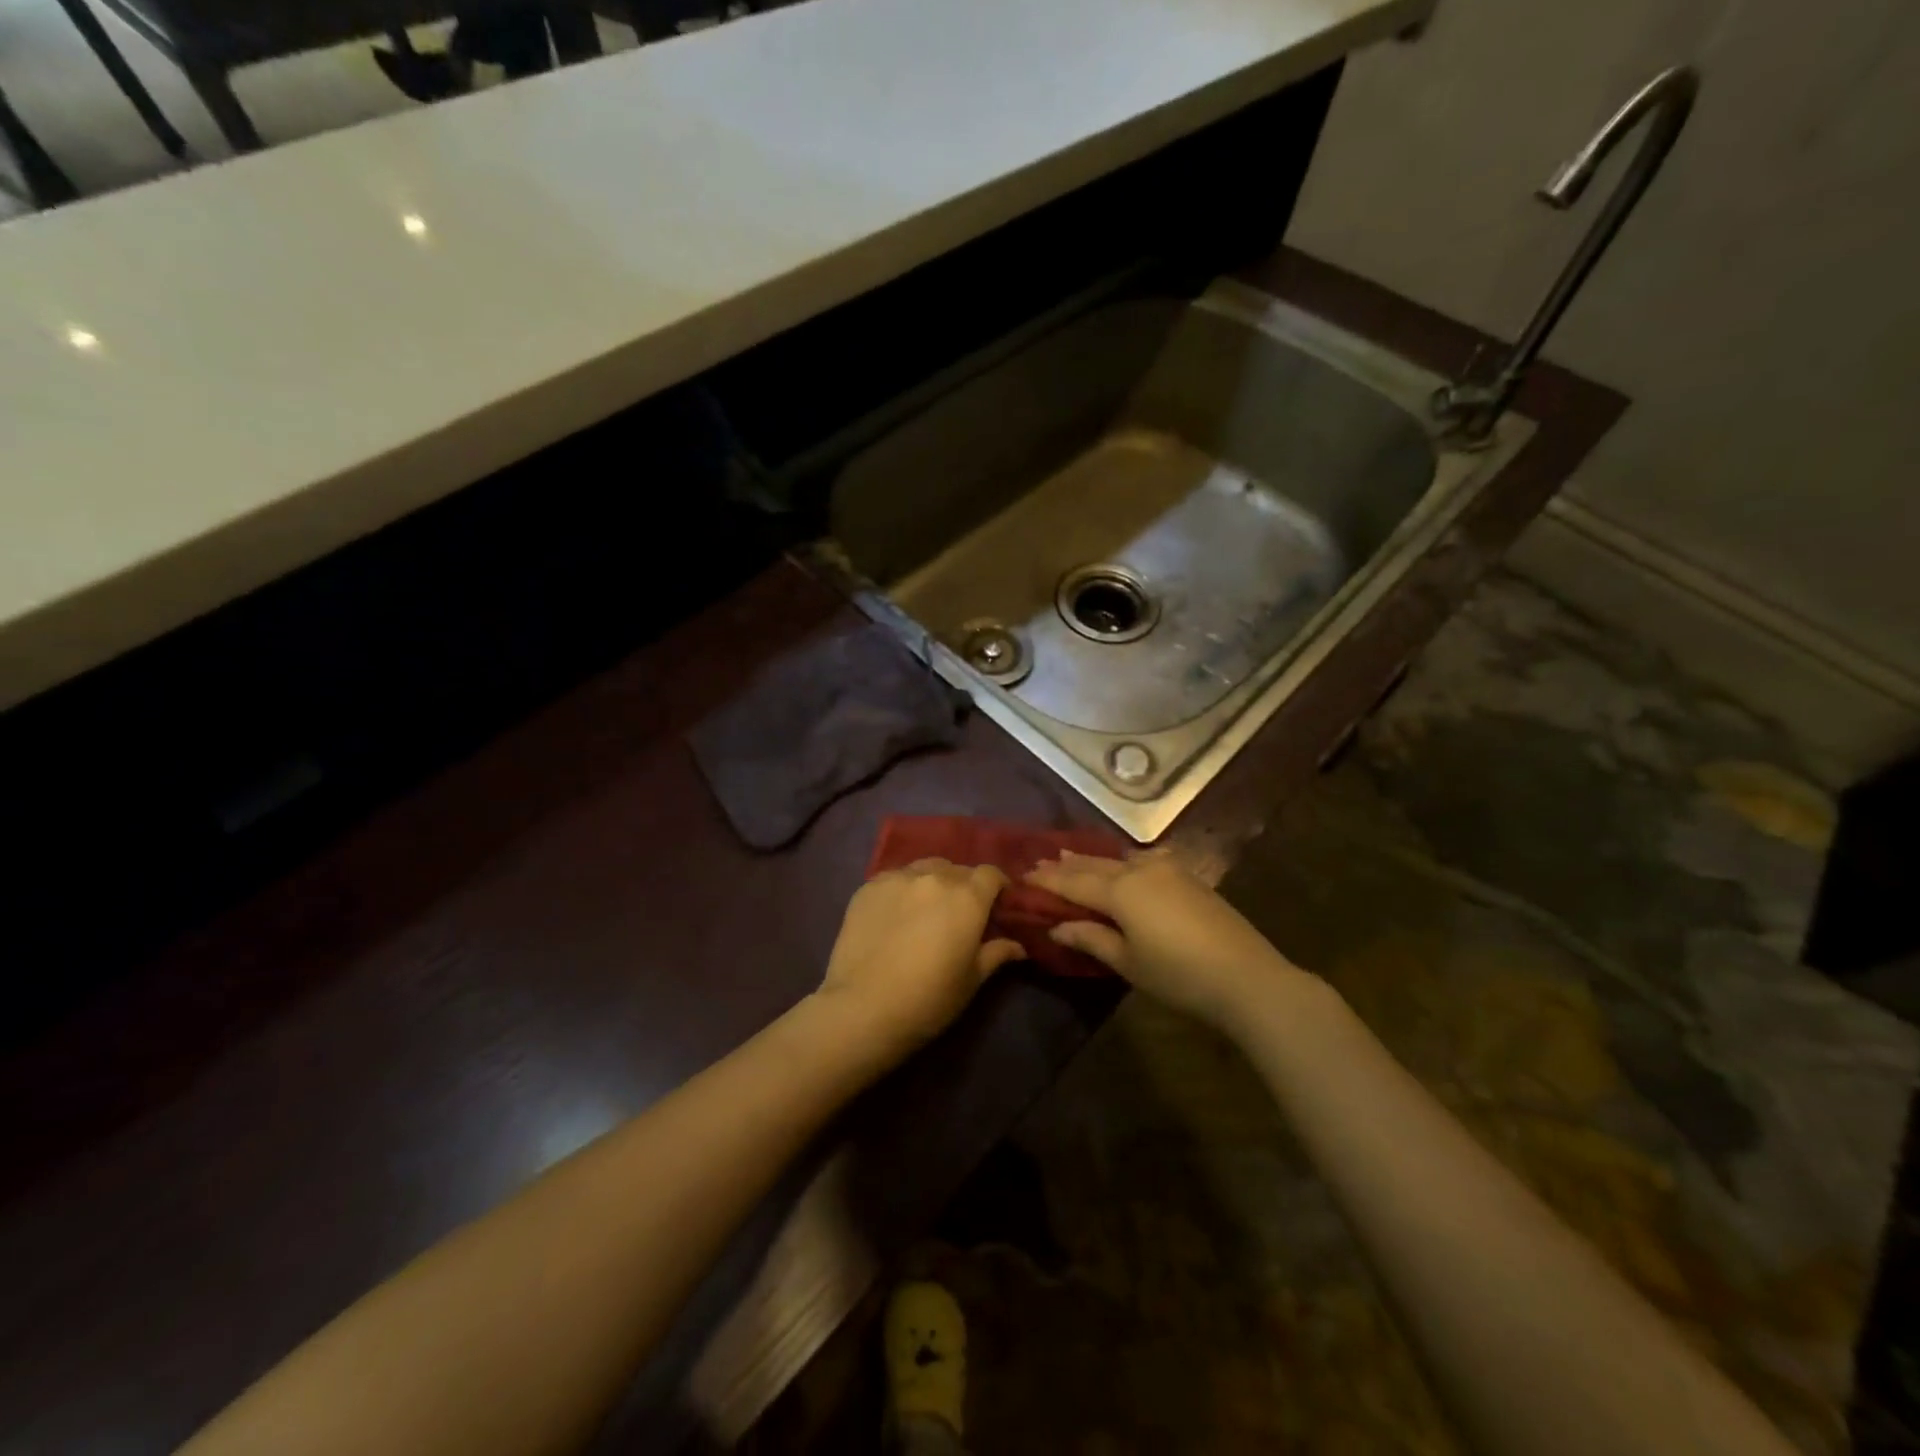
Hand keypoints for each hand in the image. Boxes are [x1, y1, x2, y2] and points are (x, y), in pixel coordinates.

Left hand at [817, 859, 1024, 1056]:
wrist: (863, 1008)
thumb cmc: (928, 999)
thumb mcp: (971, 980)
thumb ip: (996, 953)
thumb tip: (1019, 946)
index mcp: (967, 897)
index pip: (991, 874)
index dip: (997, 886)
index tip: (997, 904)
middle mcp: (934, 877)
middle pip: (958, 869)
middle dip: (965, 886)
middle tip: (960, 914)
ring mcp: (897, 878)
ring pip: (925, 868)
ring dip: (934, 882)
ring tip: (927, 909)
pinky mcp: (868, 887)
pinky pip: (895, 878)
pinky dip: (903, 889)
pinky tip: (896, 914)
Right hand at [1026, 850, 1309, 1031]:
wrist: (1246, 977)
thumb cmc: (1178, 974)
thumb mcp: (1128, 962)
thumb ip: (1091, 938)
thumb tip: (1057, 927)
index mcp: (1119, 890)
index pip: (1073, 881)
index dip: (1047, 879)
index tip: (1023, 875)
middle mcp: (1140, 870)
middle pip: (1095, 865)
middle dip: (1067, 865)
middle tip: (1040, 862)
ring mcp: (1168, 870)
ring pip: (1121, 859)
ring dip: (1095, 860)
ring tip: (1072, 857)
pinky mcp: (1189, 878)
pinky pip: (1146, 860)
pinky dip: (1126, 861)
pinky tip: (1126, 862)